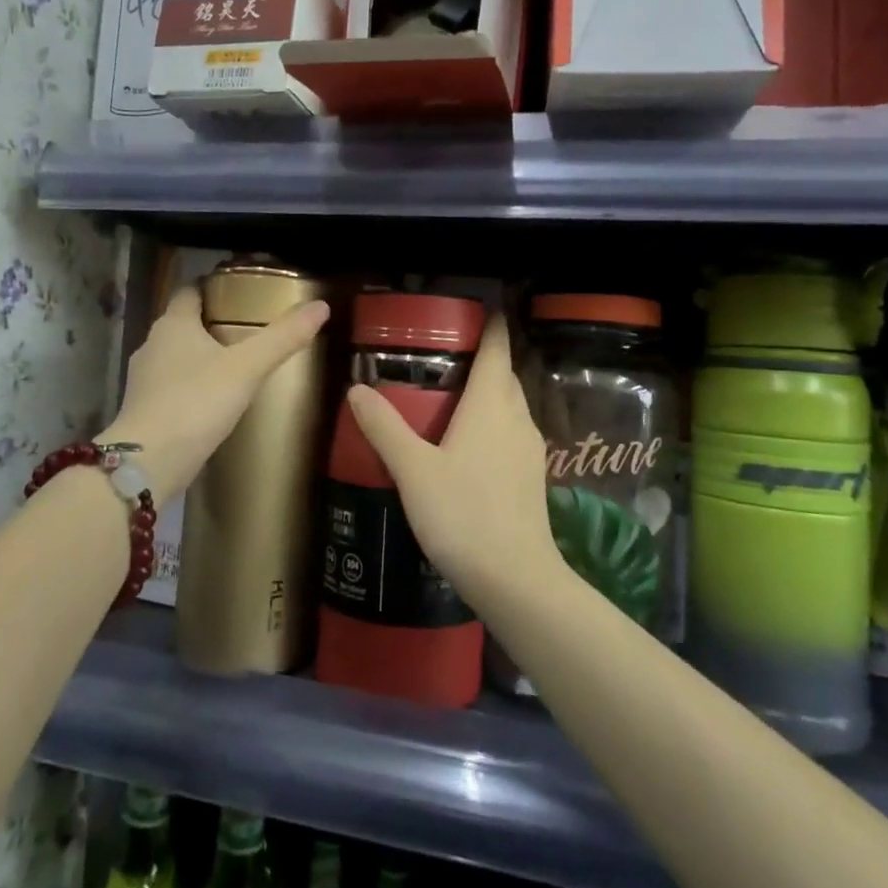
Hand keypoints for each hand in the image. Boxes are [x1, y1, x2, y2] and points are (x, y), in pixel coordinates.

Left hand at [100, 284, 328, 506]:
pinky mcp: (144, 409)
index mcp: (173, 324)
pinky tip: (213, 400)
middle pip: (183, 323)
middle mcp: (152, 344)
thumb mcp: (247, 368)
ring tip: (235, 365)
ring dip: (200, 357)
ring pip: (176, 356)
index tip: (239, 292)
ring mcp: (144, 379)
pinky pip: (172, 386)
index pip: (189, 291)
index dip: (212, 287)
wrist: (149, 462)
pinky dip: (191, 386)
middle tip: (247, 329)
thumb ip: (282, 337)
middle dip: (211, 323)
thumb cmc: (196, 402)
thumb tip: (320, 306)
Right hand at [343, 312, 559, 608]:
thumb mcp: (412, 469)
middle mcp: (516, 417)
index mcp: (490, 404)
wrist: (514, 578)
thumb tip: (356, 388)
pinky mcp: (532, 476)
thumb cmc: (462, 514)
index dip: (490, 325)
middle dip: (483, 358)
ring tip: (452, 395)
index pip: (496, 348)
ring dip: (489, 391)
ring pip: (510, 404)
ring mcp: (529, 448)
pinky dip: (493, 422)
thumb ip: (384, 427)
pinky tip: (468, 443)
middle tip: (446, 353)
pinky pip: (512, 431)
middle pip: (504, 374)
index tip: (476, 309)